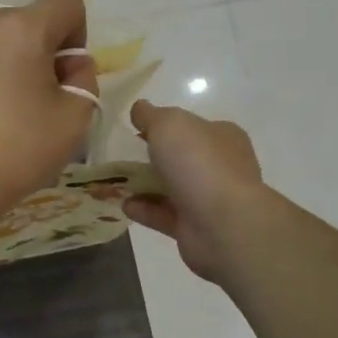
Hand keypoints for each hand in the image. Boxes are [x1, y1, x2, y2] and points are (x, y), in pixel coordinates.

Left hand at [0, 0, 98, 240]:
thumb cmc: (14, 150)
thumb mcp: (75, 118)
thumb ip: (84, 79)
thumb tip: (67, 65)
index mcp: (21, 26)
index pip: (67, 3)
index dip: (76, 38)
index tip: (63, 78)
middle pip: (31, 20)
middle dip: (43, 51)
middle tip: (37, 100)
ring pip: (1, 36)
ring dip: (14, 60)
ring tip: (6, 108)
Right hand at [124, 101, 266, 283]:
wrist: (223, 225)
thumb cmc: (198, 163)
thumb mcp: (169, 123)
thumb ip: (150, 115)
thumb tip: (139, 109)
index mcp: (222, 137)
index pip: (193, 126)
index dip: (164, 125)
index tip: (135, 129)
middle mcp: (220, 166)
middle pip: (181, 157)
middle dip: (152, 156)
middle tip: (121, 155)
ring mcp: (209, 199)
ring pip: (171, 187)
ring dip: (143, 184)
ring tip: (114, 181)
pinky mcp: (195, 227)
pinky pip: (164, 214)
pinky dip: (144, 209)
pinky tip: (123, 204)